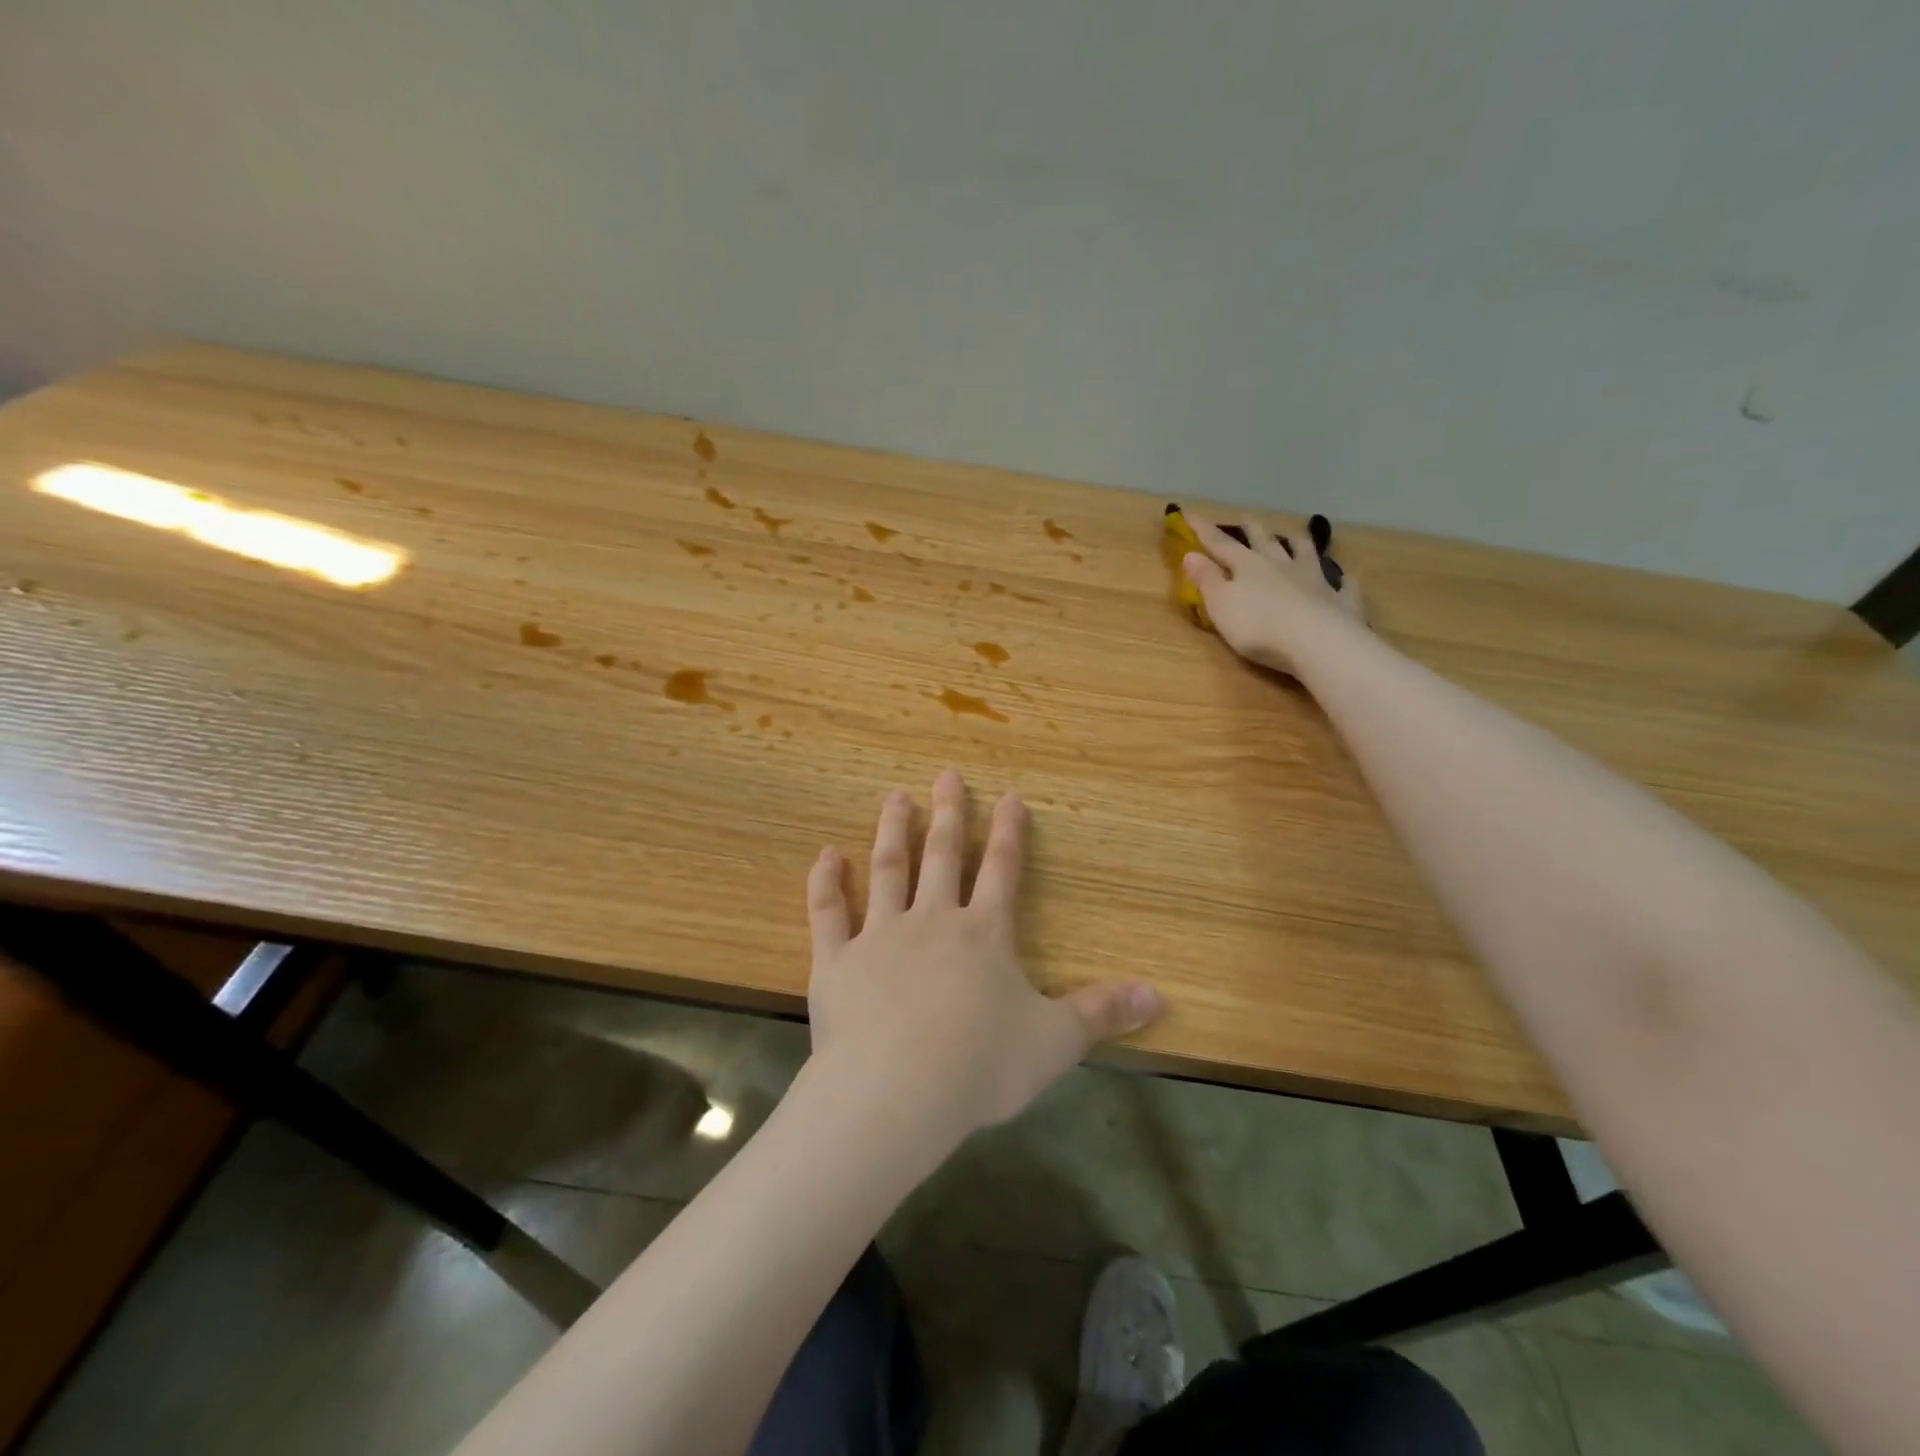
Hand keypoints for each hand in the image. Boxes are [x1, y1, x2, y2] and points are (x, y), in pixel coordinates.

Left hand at [806, 769, 1162, 1139]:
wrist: (895, 1092)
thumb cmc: (980, 1065)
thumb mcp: (1054, 1042)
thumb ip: (1102, 1013)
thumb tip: (1160, 995)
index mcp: (983, 934)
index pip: (1001, 870)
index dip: (1008, 832)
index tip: (1009, 796)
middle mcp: (931, 921)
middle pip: (941, 856)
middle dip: (947, 813)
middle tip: (945, 774)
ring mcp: (879, 936)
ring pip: (887, 870)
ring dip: (892, 832)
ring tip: (895, 797)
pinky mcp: (836, 960)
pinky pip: (828, 912)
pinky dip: (826, 882)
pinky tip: (826, 855)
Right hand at [1181, 513, 1367, 676]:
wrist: (1316, 642)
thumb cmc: (1258, 626)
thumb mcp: (1220, 604)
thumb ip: (1206, 579)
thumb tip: (1190, 554)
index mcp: (1248, 565)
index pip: (1220, 544)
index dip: (1203, 530)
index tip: (1189, 514)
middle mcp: (1282, 564)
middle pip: (1265, 542)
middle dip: (1253, 530)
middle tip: (1246, 519)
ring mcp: (1315, 580)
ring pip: (1306, 553)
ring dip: (1299, 544)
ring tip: (1296, 536)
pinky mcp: (1339, 600)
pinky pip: (1343, 585)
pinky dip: (1343, 579)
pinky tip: (1346, 577)